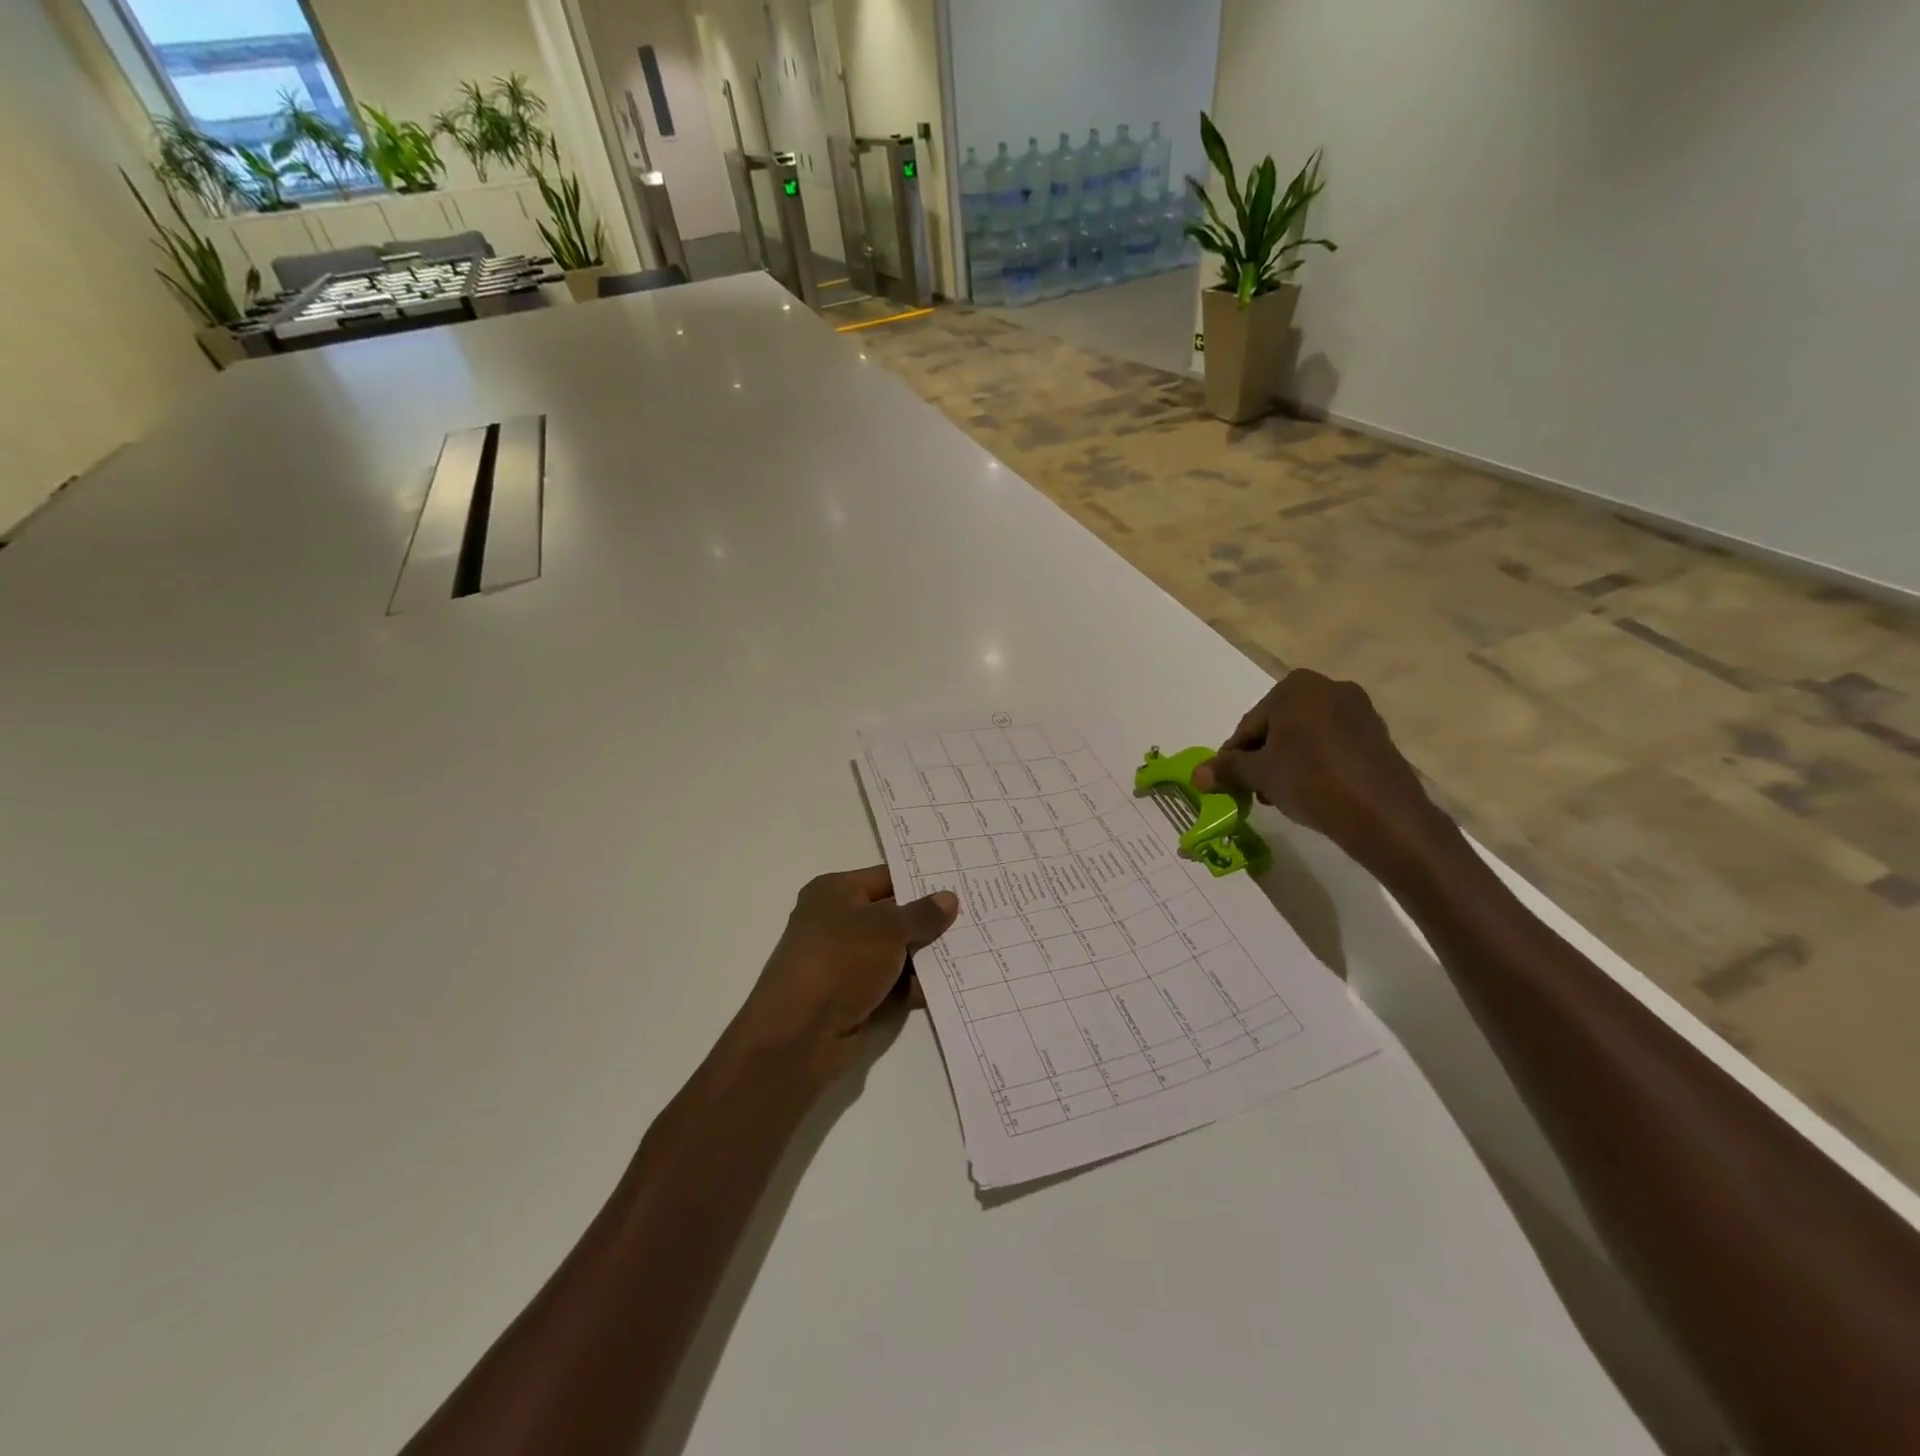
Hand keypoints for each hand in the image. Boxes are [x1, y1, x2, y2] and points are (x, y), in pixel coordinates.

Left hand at [729, 866, 958, 1084]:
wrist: (799, 1035)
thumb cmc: (840, 961)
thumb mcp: (887, 928)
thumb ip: (922, 914)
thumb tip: (949, 898)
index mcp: (835, 893)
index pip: (887, 878)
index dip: (922, 880)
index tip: (961, 882)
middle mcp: (838, 923)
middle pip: (894, 916)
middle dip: (931, 921)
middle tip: (977, 916)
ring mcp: (847, 963)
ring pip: (897, 953)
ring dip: (928, 956)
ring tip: (975, 950)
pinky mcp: (855, 997)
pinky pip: (894, 985)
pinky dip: (917, 985)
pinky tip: (953, 984)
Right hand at [1193, 669, 1450, 873]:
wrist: (1383, 814)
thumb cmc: (1311, 781)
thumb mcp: (1259, 774)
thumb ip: (1227, 769)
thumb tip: (1196, 775)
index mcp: (1297, 686)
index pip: (1250, 724)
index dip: (1235, 755)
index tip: (1230, 781)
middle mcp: (1330, 687)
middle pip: (1278, 727)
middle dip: (1263, 757)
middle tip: (1255, 790)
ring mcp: (1359, 711)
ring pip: (1306, 737)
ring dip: (1287, 762)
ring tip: (1282, 795)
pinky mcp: (1378, 736)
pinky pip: (1333, 746)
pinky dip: (1316, 764)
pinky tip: (1312, 792)